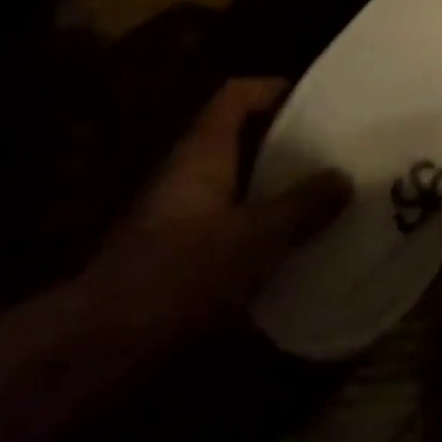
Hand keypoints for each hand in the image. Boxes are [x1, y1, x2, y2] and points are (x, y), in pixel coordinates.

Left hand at [94, 77, 350, 338]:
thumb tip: (343, 177)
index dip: (274, 89)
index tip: (317, 101)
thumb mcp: (255, 237)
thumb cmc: (180, 274)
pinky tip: (290, 249)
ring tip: (322, 198)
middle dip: (284, 143)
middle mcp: (187, 175)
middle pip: (239, 139)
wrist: (98, 352)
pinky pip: (228, 227)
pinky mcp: (176, 259)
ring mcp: (177, 218)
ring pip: (236, 185)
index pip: (236, 95)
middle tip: (332, 151)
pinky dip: (258, 230)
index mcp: (202, 152)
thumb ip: (302, 205)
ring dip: (274, 188)